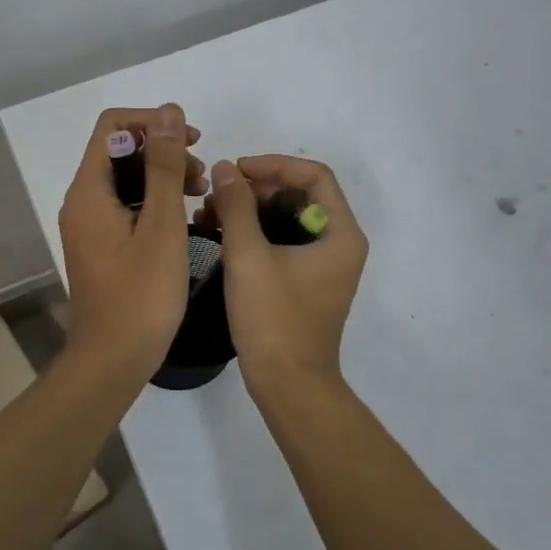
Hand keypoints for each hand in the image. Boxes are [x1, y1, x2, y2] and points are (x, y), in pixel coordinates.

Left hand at [58, 105, 207, 380]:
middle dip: (162, 152)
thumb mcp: (162, 224)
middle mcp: (81, 202)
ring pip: (125, 180)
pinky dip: (154, 203)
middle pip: (119, 151)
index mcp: (89, 190)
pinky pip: (125, 207)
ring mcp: (88, 226)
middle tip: (201, 176)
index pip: (112, 126)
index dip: (153, 123)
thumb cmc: (142, 293)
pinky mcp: (100, 246)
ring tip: (200, 195)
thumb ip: (164, 166)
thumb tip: (168, 112)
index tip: (192, 141)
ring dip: (162, 177)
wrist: (113, 358)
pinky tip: (183, 218)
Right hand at [199, 155, 367, 392]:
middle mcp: (339, 244)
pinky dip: (254, 233)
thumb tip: (225, 169)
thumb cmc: (273, 319)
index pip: (313, 175)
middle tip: (218, 193)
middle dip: (257, 188)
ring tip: (210, 213)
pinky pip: (282, 242)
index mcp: (340, 233)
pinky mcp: (306, 282)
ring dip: (250, 210)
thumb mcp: (249, 256)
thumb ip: (237, 206)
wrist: (287, 385)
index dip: (273, 165)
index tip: (236, 170)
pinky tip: (219, 234)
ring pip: (287, 218)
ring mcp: (324, 265)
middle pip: (300, 195)